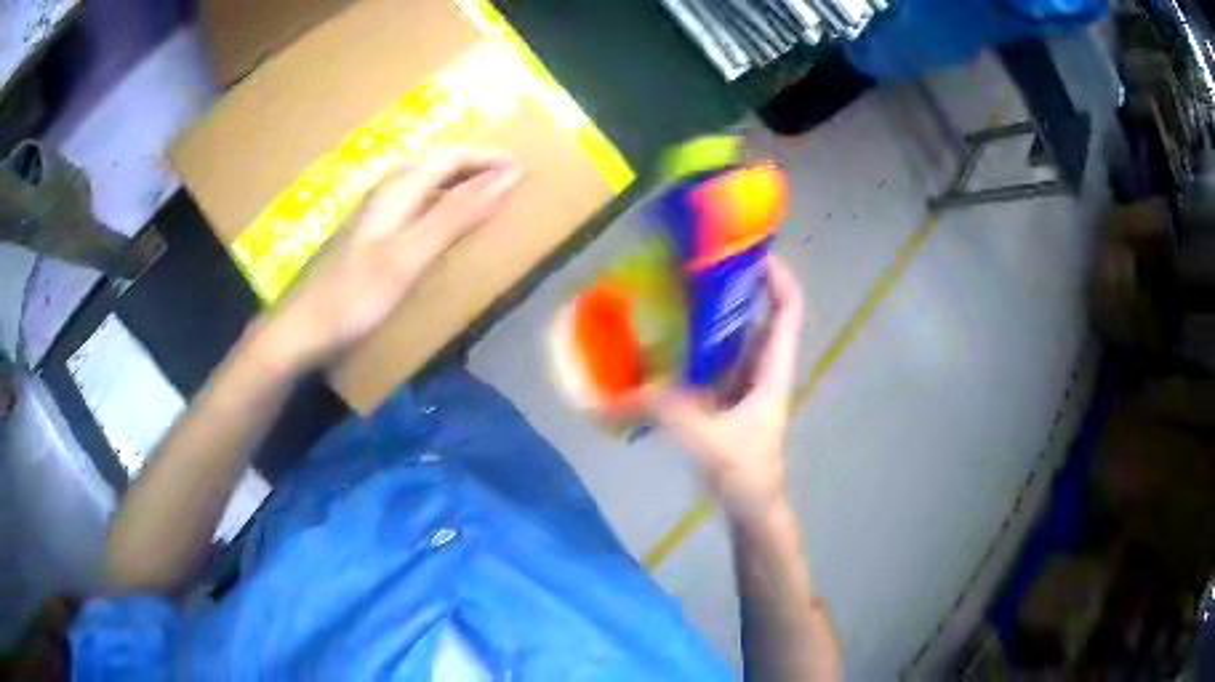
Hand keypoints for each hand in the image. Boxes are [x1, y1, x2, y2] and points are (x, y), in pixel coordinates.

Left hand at [258, 148, 522, 371]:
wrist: (301, 331)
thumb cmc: (355, 296)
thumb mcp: (411, 255)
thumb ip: (456, 215)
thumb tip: (509, 176)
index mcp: (397, 190)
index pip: (451, 156)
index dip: (488, 159)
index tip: (523, 171)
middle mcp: (385, 194)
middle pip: (435, 164)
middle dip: (474, 166)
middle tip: (508, 183)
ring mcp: (374, 217)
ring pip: (423, 185)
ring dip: (456, 185)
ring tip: (485, 201)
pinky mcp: (369, 239)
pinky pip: (414, 208)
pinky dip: (439, 208)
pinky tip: (442, 230)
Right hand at [629, 256, 805, 527]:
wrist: (752, 510)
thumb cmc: (747, 475)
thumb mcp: (711, 443)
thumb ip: (670, 414)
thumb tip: (625, 389)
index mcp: (771, 373)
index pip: (787, 314)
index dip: (778, 279)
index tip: (752, 253)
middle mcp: (760, 371)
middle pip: (756, 318)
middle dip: (732, 290)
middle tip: (695, 268)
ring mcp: (742, 387)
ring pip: (731, 341)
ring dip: (709, 319)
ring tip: (674, 297)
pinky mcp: (724, 402)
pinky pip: (711, 365)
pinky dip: (692, 351)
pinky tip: (662, 346)